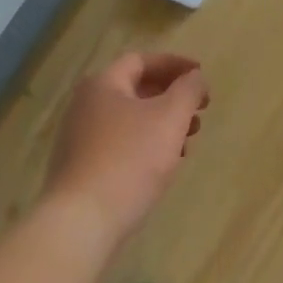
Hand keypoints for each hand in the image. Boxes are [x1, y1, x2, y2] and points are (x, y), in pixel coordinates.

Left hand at [45, 51, 209, 240]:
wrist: (81, 221)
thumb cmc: (130, 160)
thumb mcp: (169, 118)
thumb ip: (188, 91)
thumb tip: (195, 77)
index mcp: (103, 85)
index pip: (142, 60)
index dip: (175, 64)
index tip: (201, 75)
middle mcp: (86, 105)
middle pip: (135, 89)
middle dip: (172, 96)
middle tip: (200, 111)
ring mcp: (80, 138)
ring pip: (130, 119)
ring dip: (163, 124)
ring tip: (188, 142)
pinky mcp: (82, 167)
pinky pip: (121, 144)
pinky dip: (147, 145)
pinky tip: (164, 166)